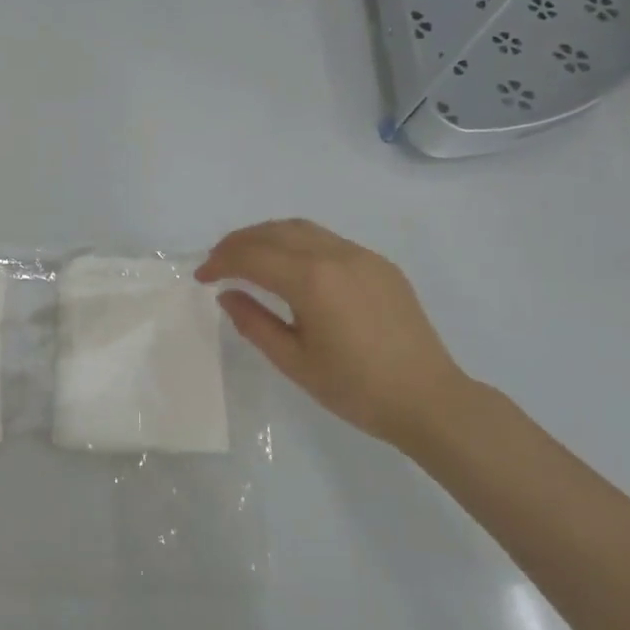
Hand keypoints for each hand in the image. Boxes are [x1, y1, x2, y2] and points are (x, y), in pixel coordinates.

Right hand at [196, 219, 473, 449]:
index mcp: (312, 281)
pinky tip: (290, 267)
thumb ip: (254, 323)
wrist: (428, 400)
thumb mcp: (293, 361)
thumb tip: (228, 294)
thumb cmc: (355, 388)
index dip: (220, 262)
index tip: (201, 277)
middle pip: (274, 232)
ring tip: (247, 258)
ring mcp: (362, 256)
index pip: (252, 256)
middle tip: (217, 262)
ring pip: (302, 229)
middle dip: (238, 242)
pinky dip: (297, 243)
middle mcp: (336, 256)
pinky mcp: (380, 265)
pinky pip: (328, 240)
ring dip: (267, 237)